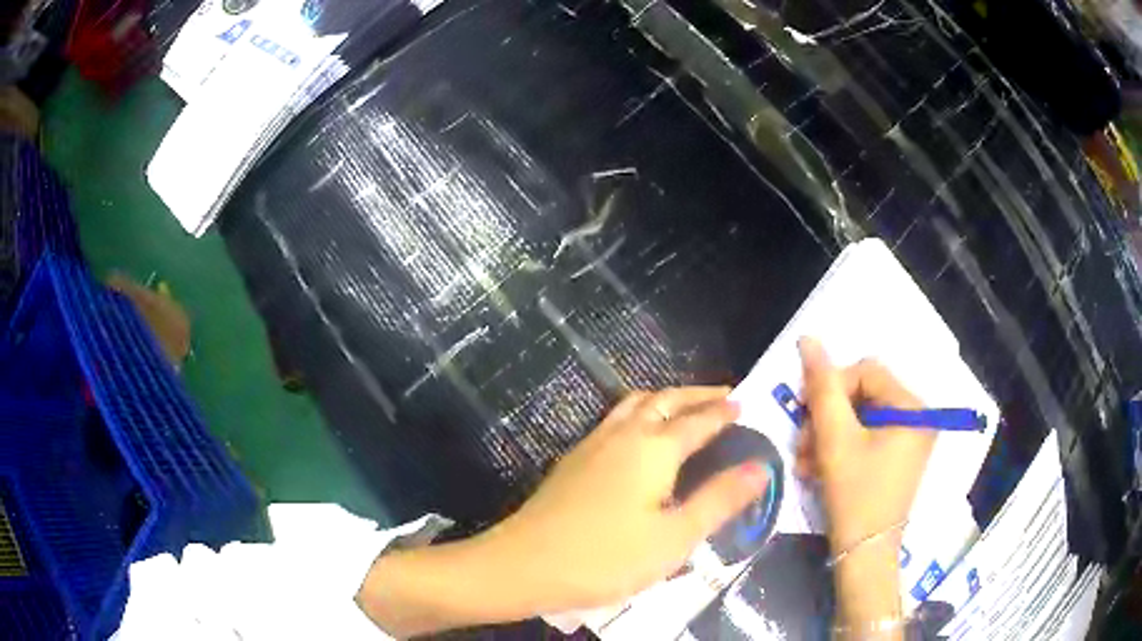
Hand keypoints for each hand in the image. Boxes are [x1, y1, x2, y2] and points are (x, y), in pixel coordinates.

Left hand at [481, 386, 767, 610]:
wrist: (524, 565)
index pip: (697, 421)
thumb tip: (761, 467)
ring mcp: (592, 445)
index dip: (722, 412)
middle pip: (664, 400)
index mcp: (653, 449)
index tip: (742, 403)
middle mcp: (623, 435)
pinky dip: (638, 413)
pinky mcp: (572, 461)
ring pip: (634, 404)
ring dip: (664, 399)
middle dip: (695, 394)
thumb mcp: (675, 538)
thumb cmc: (606, 557)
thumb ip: (719, 500)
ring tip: (683, 407)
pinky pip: (614, 420)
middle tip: (721, 394)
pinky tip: (636, 437)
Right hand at [795, 337, 935, 553]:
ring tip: (806, 461)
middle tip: (802, 444)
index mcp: (912, 407)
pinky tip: (819, 468)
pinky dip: (840, 448)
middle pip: (862, 395)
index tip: (805, 415)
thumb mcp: (835, 440)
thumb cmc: (855, 495)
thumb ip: (822, 388)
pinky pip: (866, 437)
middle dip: (827, 418)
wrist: (864, 555)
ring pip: (860, 417)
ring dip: (828, 435)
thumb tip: (809, 339)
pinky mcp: (898, 456)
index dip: (831, 387)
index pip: (865, 371)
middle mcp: (918, 416)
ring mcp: (910, 438)